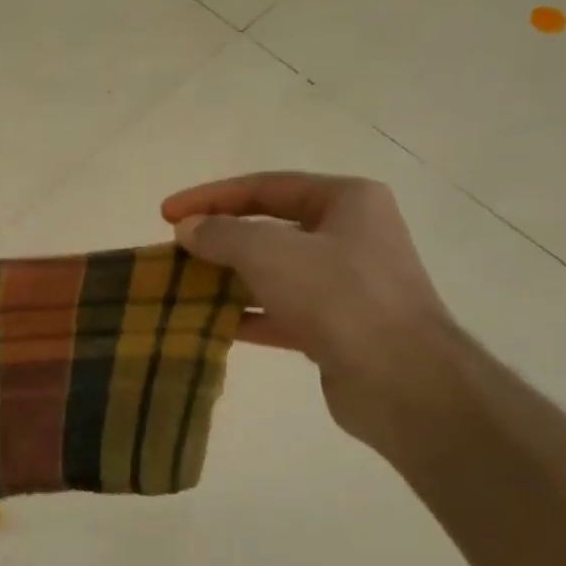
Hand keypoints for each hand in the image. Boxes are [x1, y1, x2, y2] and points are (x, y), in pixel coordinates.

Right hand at [162, 172, 459, 451]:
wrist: (400, 379)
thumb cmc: (338, 297)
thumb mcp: (270, 253)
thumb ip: (223, 235)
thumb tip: (188, 229)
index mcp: (347, 201)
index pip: (266, 187)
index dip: (211, 197)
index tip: (166, 213)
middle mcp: (350, 236)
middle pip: (270, 230)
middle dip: (220, 240)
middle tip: (174, 252)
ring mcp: (346, 285)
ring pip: (274, 274)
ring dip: (229, 280)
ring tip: (183, 288)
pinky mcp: (337, 329)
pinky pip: (282, 313)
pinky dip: (248, 316)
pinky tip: (211, 324)